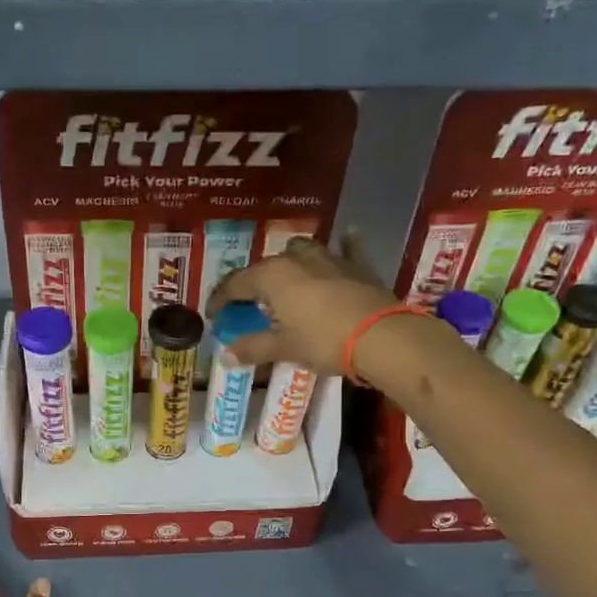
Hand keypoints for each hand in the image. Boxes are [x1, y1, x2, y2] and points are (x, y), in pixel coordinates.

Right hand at [206, 233, 395, 376]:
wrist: (381, 336)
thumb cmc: (323, 340)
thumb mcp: (284, 348)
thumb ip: (253, 348)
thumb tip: (226, 356)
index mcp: (272, 276)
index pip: (234, 284)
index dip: (220, 300)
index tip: (214, 317)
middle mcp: (296, 258)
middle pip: (265, 267)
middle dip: (252, 285)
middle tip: (247, 306)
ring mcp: (329, 257)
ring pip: (301, 250)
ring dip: (289, 262)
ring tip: (286, 282)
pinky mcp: (358, 265)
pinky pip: (347, 249)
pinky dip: (343, 246)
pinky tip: (345, 240)